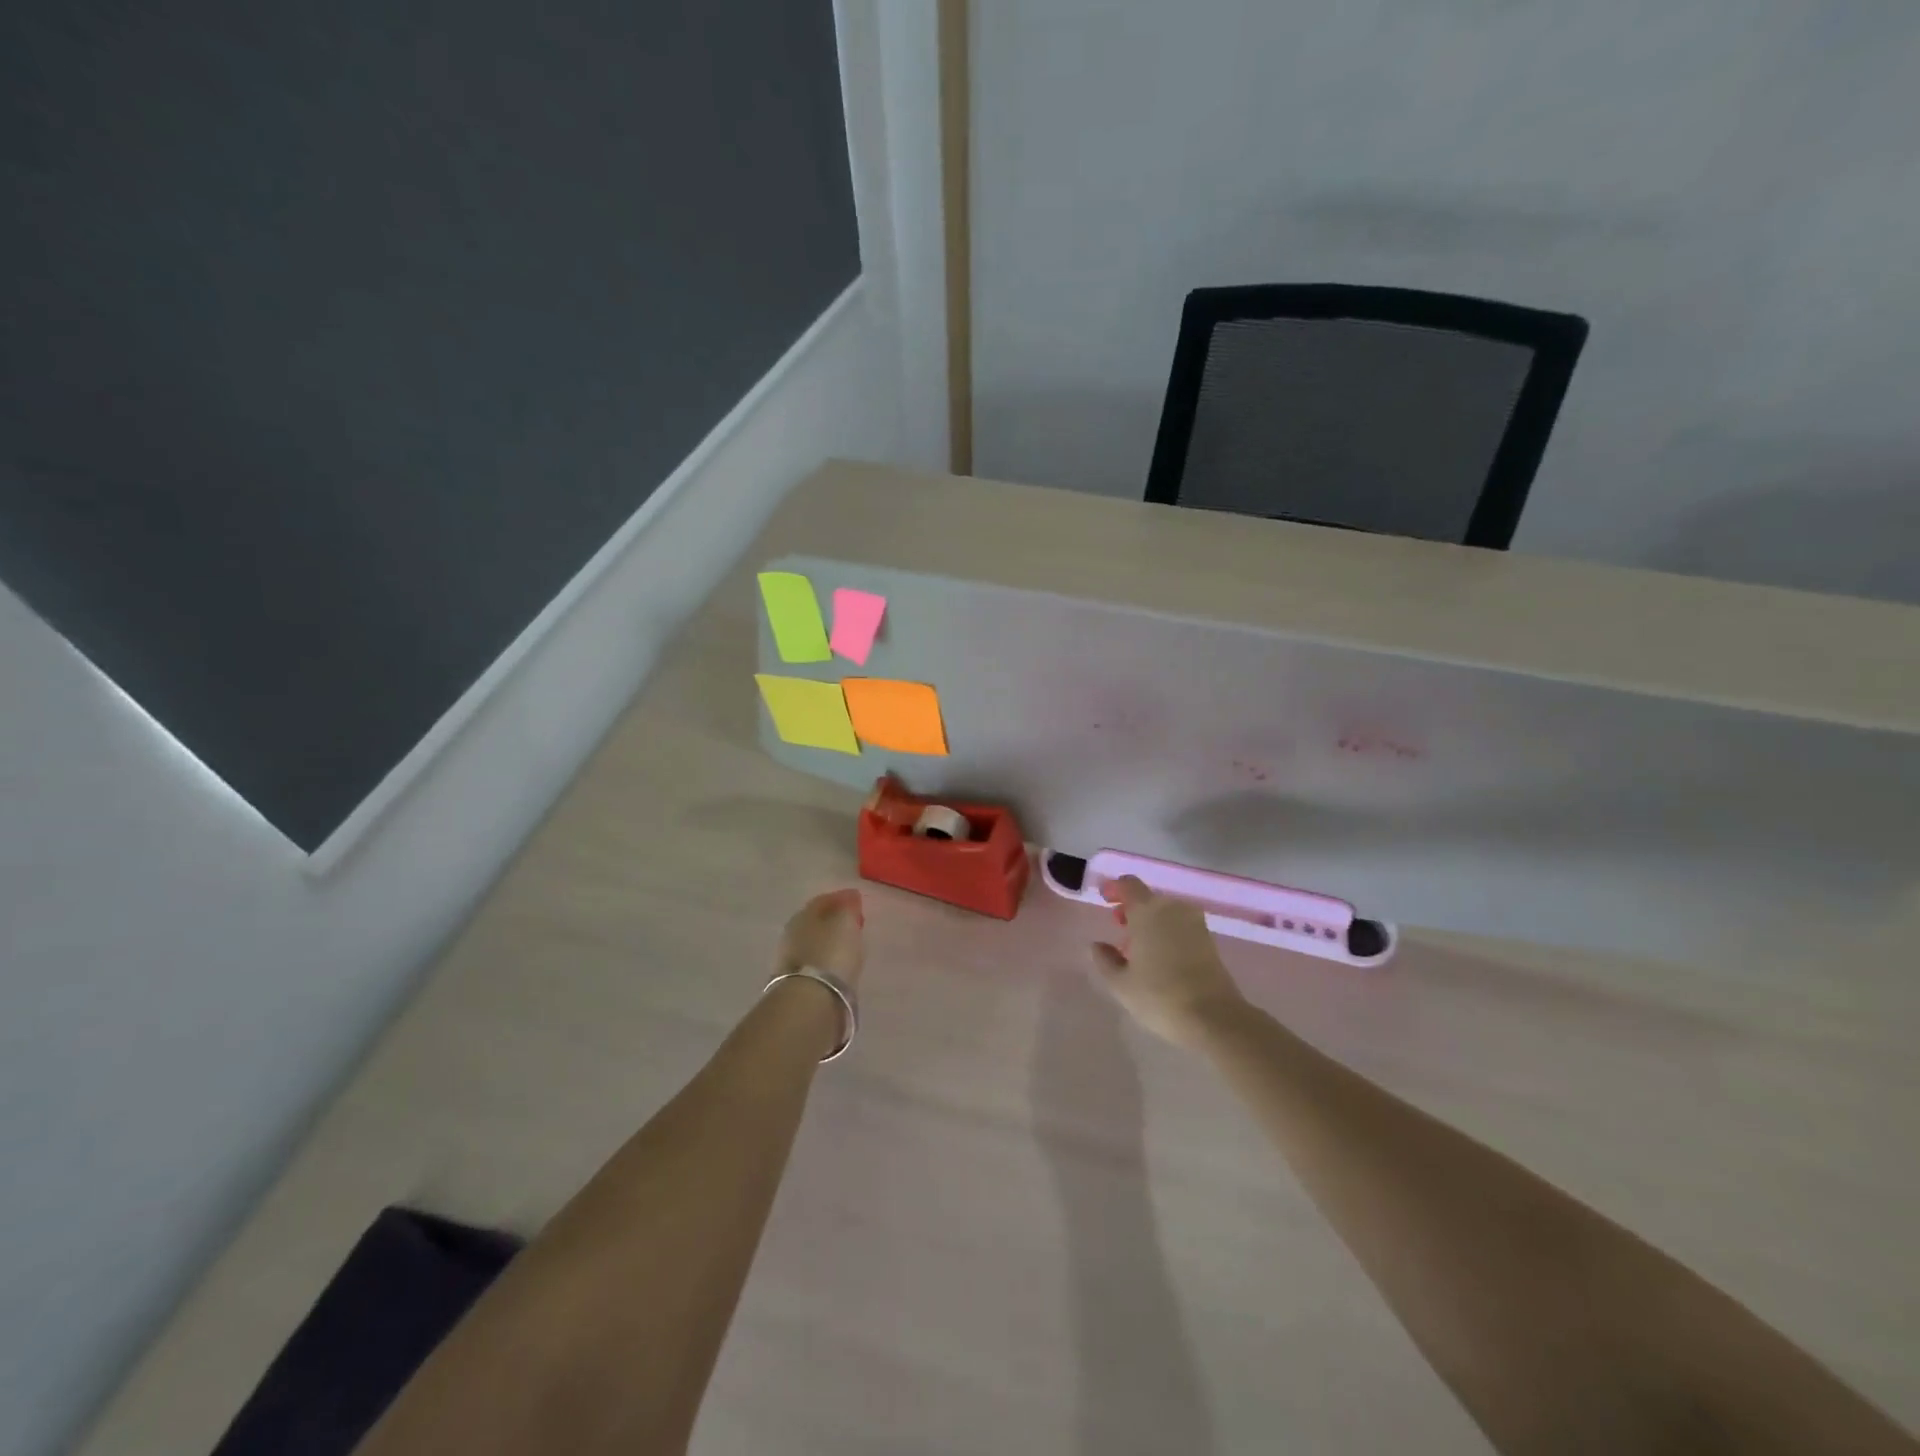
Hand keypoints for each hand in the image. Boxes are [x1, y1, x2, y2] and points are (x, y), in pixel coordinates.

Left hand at [776, 889, 864, 989]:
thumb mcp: (846, 924)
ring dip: (827, 943)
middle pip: (816, 922)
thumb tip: (849, 897)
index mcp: (804, 915)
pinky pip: (813, 964)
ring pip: (813, 943)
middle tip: (853, 924)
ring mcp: (789, 960)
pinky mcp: (792, 984)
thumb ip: (848, 908)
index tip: (858, 902)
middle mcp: (792, 934)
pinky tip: (835, 968)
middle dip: (833, 921)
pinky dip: (824, 962)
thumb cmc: (831, 955)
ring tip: (847, 948)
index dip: (841, 899)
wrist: (809, 1002)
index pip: (823, 900)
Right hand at [1092, 876, 1246, 1047]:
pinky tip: (1161, 957)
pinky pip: (1181, 925)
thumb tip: (1097, 945)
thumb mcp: (1121, 984)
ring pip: (1166, 912)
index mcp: (1147, 911)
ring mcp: (1195, 923)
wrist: (1214, 1018)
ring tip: (1140, 947)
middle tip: (1120, 929)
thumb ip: (1104, 960)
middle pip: (1148, 898)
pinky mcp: (1209, 940)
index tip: (1105, 900)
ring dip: (1151, 921)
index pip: (1129, 884)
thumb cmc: (1160, 997)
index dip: (1115, 888)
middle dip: (1132, 909)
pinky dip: (1168, 932)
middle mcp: (1173, 908)